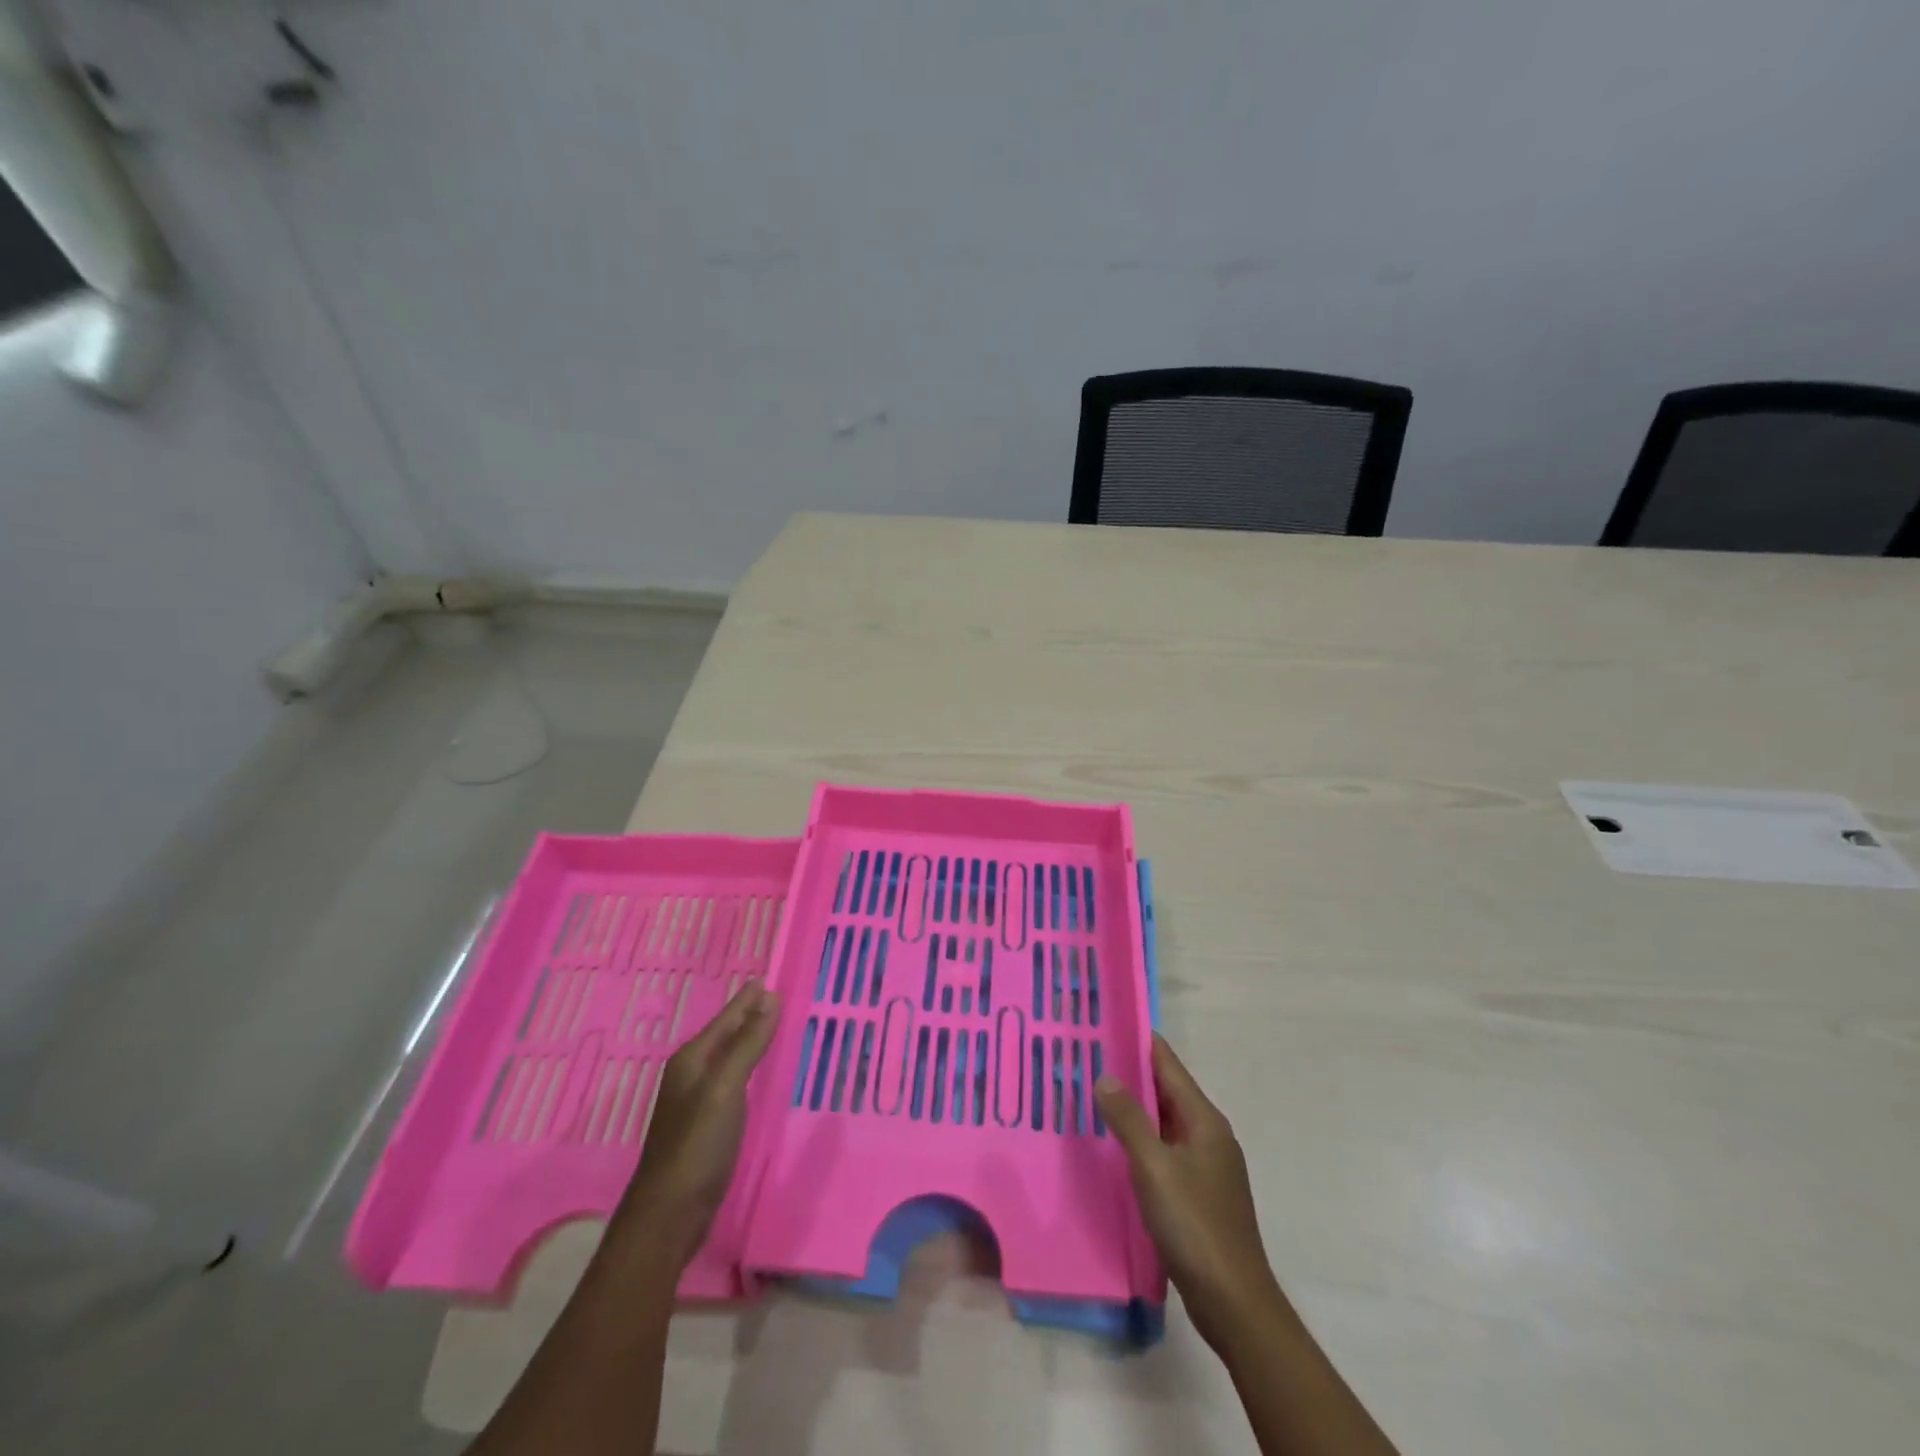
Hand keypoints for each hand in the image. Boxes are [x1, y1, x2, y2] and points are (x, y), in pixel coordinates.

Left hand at [614, 980, 779, 1271]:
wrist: (669, 1215)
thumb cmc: (697, 1145)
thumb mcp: (725, 1088)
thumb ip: (748, 1043)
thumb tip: (770, 997)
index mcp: (692, 1060)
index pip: (726, 1019)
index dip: (747, 1000)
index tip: (767, 979)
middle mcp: (691, 1075)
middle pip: (725, 1036)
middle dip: (748, 1016)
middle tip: (775, 997)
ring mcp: (696, 1102)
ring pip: (728, 1058)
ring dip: (748, 1041)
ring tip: (772, 1026)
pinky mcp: (706, 1126)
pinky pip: (732, 1081)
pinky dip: (748, 1068)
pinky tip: (758, 1073)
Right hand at [1096, 1034, 1280, 1349]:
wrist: (1233, 1301)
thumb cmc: (1195, 1224)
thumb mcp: (1154, 1167)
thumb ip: (1129, 1119)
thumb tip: (1105, 1075)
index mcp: (1204, 1120)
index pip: (1169, 1065)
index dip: (1139, 1042)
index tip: (1106, 1024)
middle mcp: (1208, 1134)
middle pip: (1166, 1090)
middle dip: (1130, 1073)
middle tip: (1087, 1057)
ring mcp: (1206, 1165)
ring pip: (1164, 1122)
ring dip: (1133, 1107)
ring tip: (1092, 1094)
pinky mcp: (1198, 1192)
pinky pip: (1165, 1149)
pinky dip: (1140, 1139)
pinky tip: (1114, 1145)